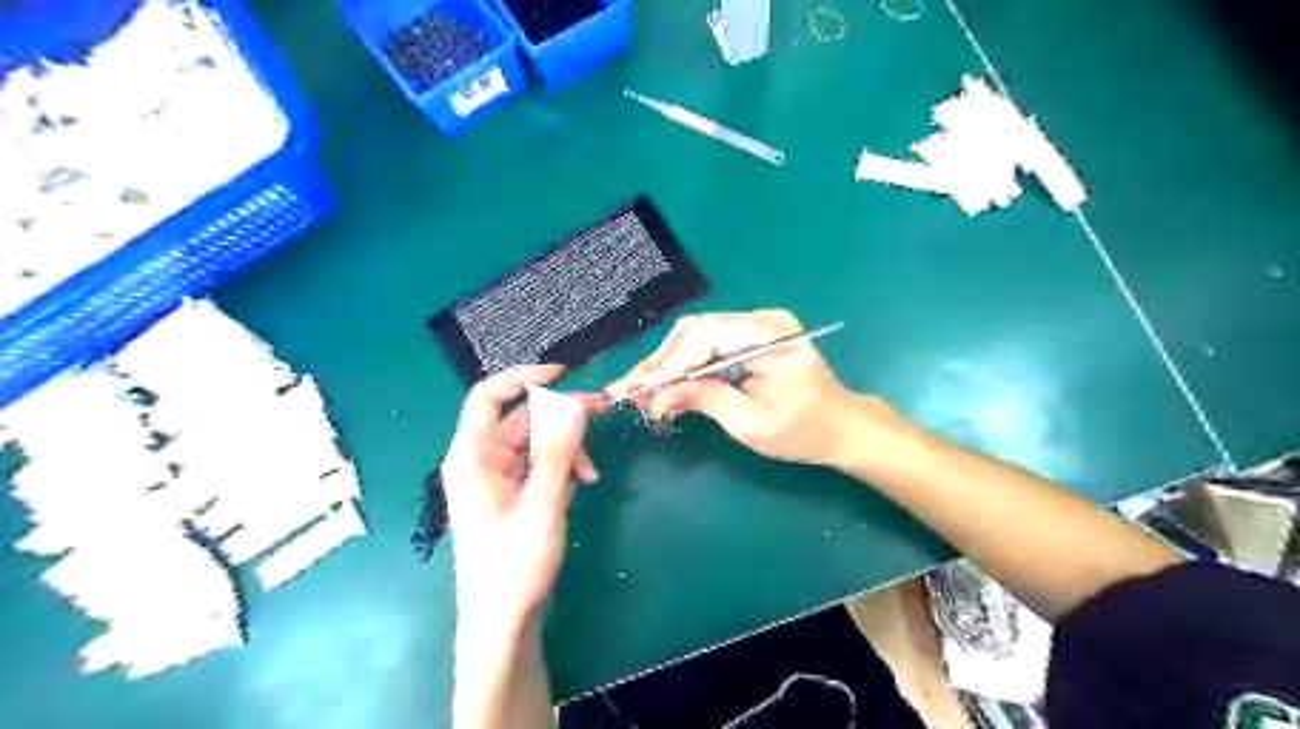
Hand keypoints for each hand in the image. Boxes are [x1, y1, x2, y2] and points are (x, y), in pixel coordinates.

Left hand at [442, 368, 604, 628]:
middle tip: (602, 410)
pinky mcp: (510, 495)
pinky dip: (561, 468)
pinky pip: (538, 465)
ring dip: (566, 449)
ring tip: (592, 473)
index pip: (488, 396)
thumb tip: (574, 403)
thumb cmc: (514, 565)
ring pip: (535, 443)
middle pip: (521, 419)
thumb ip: (557, 452)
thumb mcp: (542, 505)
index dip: (522, 377)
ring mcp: (495, 479)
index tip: (563, 374)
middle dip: (561, 416)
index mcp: (472, 457)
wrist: (502, 621)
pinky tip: (578, 487)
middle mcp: (480, 461)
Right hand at [606, 311, 867, 462]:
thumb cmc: (804, 431)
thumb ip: (705, 400)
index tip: (637, 390)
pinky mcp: (754, 332)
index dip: (667, 365)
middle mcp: (763, 319)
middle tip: (630, 390)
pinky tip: (667, 380)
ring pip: (698, 334)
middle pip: (696, 331)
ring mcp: (760, 322)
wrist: (842, 425)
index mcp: (770, 337)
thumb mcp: (752, 424)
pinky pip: (710, 340)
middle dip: (660, 363)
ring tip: (642, 389)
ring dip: (669, 361)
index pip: (704, 338)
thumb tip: (656, 398)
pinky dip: (686, 361)